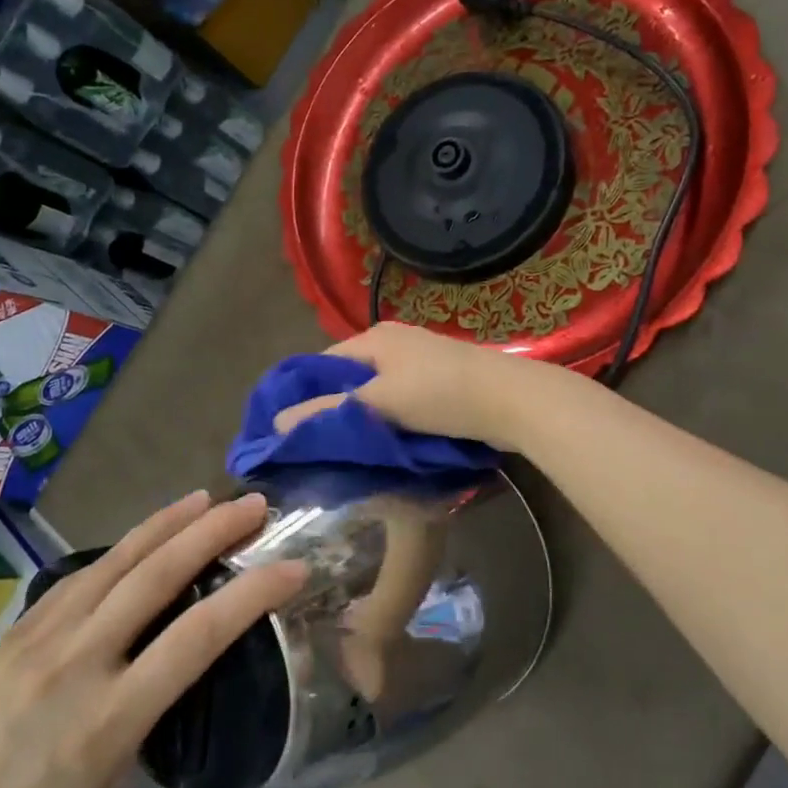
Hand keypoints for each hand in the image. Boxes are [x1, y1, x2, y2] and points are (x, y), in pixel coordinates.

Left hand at [0, 493, 303, 787]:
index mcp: (111, 720)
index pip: (198, 636)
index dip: (252, 593)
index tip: (292, 566)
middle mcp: (80, 663)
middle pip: (158, 575)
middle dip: (213, 530)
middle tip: (255, 503)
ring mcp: (41, 640)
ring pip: (116, 561)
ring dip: (167, 523)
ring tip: (207, 498)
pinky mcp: (14, 633)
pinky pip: (78, 576)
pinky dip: (120, 548)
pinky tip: (141, 537)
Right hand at [271, 323, 547, 450]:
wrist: (511, 400)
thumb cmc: (439, 395)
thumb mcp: (378, 403)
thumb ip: (327, 412)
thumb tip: (276, 422)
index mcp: (374, 337)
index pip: (323, 364)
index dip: (305, 394)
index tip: (292, 430)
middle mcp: (395, 341)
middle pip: (351, 377)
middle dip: (335, 408)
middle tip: (320, 446)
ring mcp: (421, 359)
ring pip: (378, 390)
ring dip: (365, 416)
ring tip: (350, 450)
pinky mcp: (442, 380)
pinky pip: (403, 398)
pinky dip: (391, 418)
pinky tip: (387, 442)